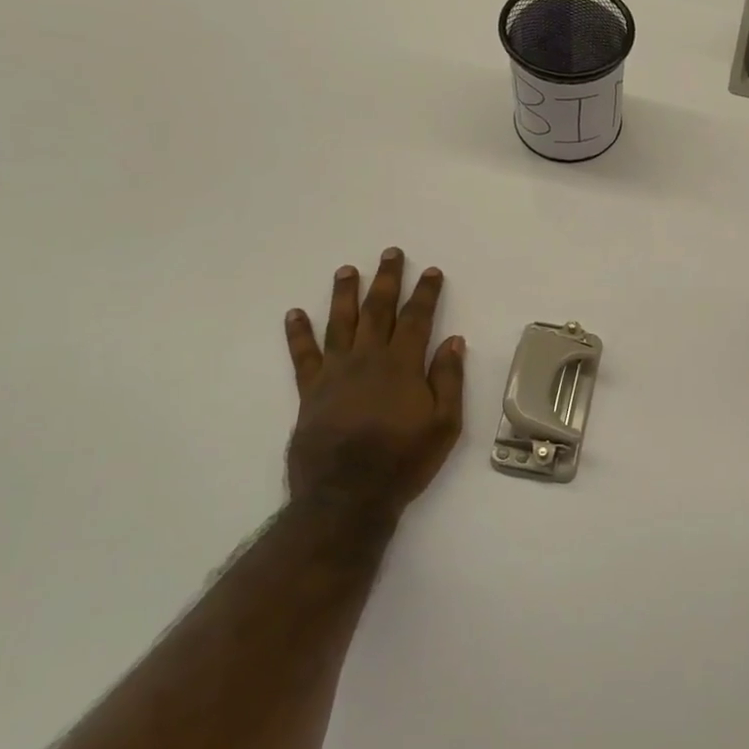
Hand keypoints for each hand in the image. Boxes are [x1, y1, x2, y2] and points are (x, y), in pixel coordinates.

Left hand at [283, 248, 465, 547]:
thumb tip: (454, 341)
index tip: (431, 271)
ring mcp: (335, 373)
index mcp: (403, 366)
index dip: (425, 293)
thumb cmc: (404, 461)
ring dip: (344, 294)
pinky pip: (303, 355)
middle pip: (378, 310)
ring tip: (347, 269)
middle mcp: (368, 359)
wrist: (347, 495)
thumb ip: (448, 380)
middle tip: (390, 253)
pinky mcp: (310, 391)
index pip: (417, 318)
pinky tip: (295, 314)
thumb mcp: (444, 425)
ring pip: (340, 322)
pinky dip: (298, 333)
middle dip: (386, 280)